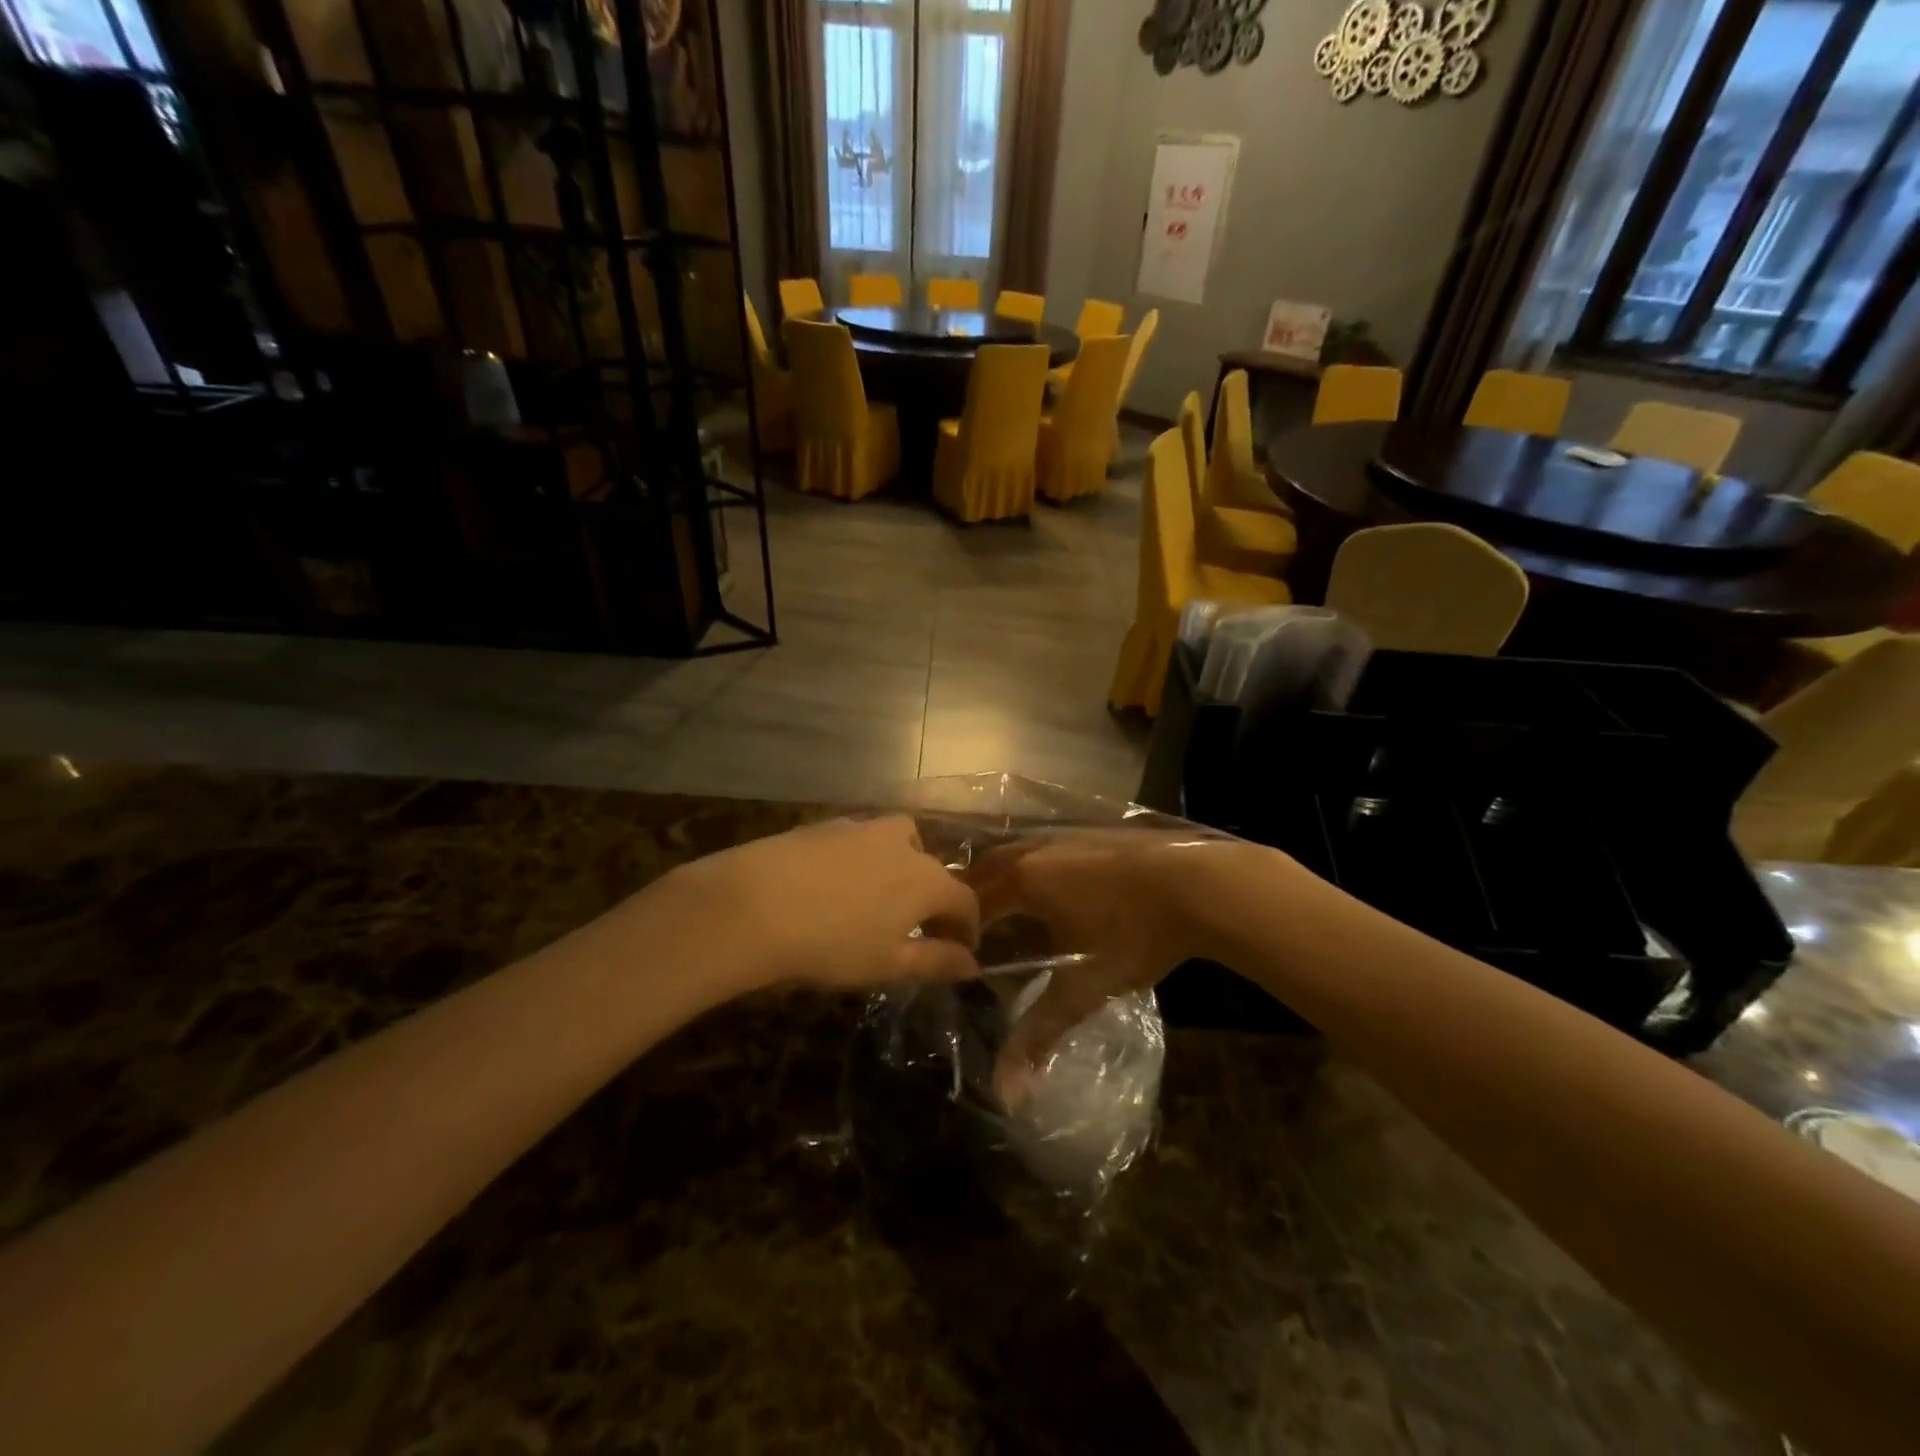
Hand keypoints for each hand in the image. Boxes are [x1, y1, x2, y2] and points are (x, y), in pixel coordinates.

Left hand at [657, 816, 981, 993]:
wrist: (754, 904)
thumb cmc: (832, 943)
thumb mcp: (889, 964)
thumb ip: (936, 962)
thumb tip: (972, 964)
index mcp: (927, 879)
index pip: (964, 900)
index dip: (967, 926)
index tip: (961, 949)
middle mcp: (902, 844)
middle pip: (933, 868)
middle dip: (934, 897)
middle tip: (918, 928)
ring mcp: (862, 828)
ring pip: (898, 843)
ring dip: (901, 869)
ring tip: (879, 899)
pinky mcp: (826, 826)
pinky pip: (860, 841)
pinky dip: (864, 860)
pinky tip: (838, 885)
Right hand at [962, 831, 1269, 1077]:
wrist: (1200, 883)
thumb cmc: (1134, 933)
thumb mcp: (1085, 986)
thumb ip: (1040, 1033)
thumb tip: (1005, 1091)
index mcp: (1023, 878)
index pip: (971, 900)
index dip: (959, 927)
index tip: (958, 954)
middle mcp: (1035, 848)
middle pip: (986, 868)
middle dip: (972, 898)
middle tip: (970, 933)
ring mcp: (1066, 835)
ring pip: (1016, 853)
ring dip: (1002, 878)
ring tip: (1003, 912)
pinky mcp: (1093, 833)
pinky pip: (1042, 848)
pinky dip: (1031, 868)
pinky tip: (1050, 890)